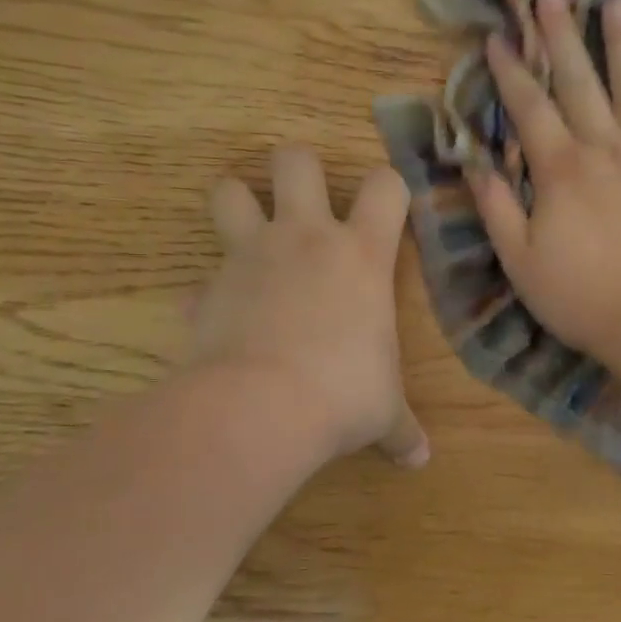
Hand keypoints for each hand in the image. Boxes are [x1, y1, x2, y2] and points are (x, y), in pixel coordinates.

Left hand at [192, 145, 428, 467]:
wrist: (261, 407)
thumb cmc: (343, 394)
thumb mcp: (382, 411)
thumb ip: (401, 429)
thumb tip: (420, 460)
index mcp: (361, 253)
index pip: (386, 185)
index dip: (389, 186)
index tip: (388, 205)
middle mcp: (306, 238)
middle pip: (295, 160)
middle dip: (298, 167)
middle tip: (304, 197)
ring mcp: (250, 256)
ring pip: (229, 190)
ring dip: (237, 202)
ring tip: (248, 229)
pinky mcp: (208, 287)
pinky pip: (201, 278)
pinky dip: (208, 293)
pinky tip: (216, 316)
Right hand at [467, 0, 620, 360]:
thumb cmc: (583, 298)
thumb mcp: (521, 262)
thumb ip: (497, 208)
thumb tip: (475, 163)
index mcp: (561, 170)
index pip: (529, 109)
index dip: (511, 72)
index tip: (498, 37)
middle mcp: (606, 148)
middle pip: (580, 83)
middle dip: (561, 37)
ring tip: (618, 1)